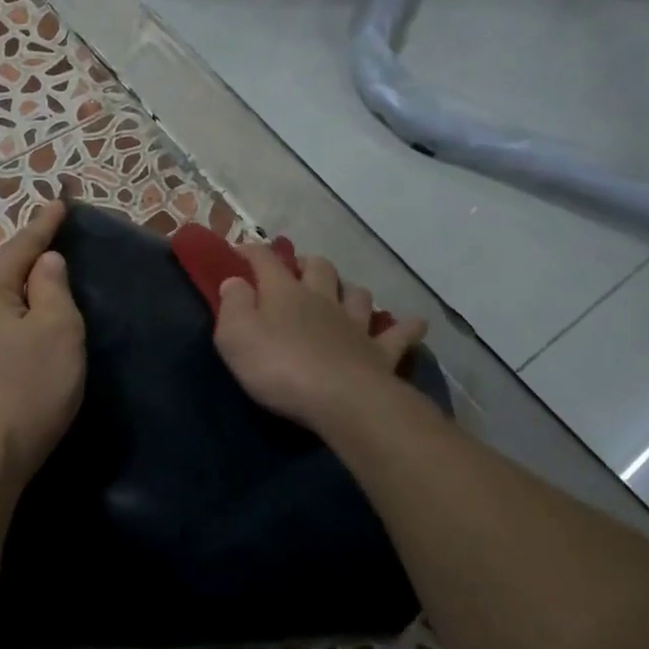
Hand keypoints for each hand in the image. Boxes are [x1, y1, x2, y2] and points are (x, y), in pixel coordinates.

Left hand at [0, 199, 85, 493]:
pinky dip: (1, 326)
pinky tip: (10, 341)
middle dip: (21, 262)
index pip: (22, 246)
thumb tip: (44, 262)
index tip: (59, 202)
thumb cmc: (28, 388)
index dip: (44, 225)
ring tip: (32, 300)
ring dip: (8, 297)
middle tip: (49, 258)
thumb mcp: (57, 330)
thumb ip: (52, 288)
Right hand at [214, 246, 426, 433]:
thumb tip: (235, 280)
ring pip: (357, 293)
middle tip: (298, 270)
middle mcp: (322, 299)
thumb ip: (233, 305)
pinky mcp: (380, 352)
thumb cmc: (279, 367)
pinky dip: (406, 327)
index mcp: (284, 293)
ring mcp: (355, 324)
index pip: (265, 260)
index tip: (239, 250)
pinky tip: (415, 323)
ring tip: (344, 294)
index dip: (251, 251)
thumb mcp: (235, 336)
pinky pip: (399, 334)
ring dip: (350, 290)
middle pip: (319, 268)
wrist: (340, 399)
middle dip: (307, 263)